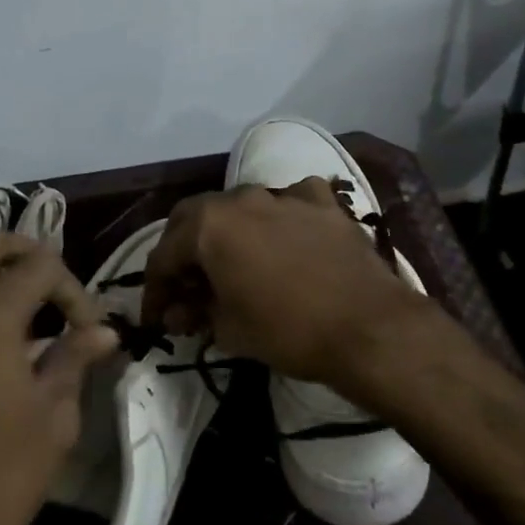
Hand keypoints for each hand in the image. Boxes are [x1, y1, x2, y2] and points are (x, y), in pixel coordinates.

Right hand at [141, 178, 433, 391]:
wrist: (369, 326)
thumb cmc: (288, 330)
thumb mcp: (230, 330)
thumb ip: (197, 314)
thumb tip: (180, 313)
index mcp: (210, 225)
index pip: (165, 254)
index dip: (155, 289)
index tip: (156, 316)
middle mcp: (241, 197)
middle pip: (196, 218)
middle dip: (183, 250)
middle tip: (185, 285)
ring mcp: (284, 194)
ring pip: (241, 206)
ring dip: (228, 233)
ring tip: (232, 265)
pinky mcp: (322, 201)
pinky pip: (289, 202)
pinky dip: (278, 219)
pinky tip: (285, 240)